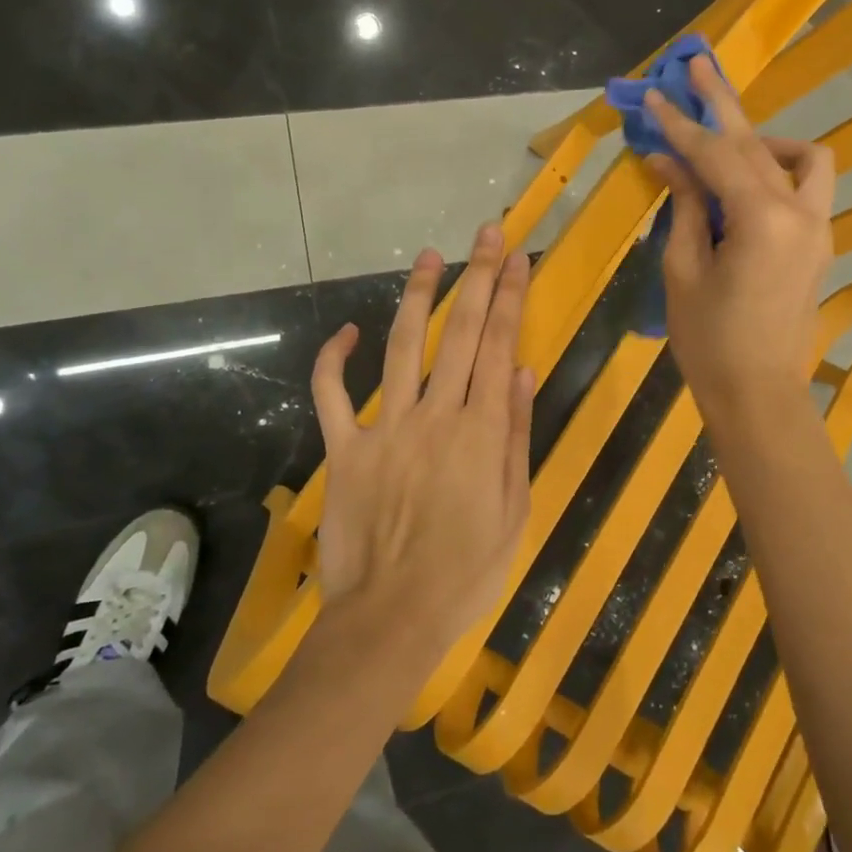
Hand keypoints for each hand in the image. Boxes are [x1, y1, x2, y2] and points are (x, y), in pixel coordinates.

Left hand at [310, 224, 535, 663]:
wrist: (393, 616)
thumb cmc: (467, 570)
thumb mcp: (514, 509)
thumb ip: (515, 436)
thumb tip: (519, 372)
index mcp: (481, 431)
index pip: (499, 347)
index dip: (510, 298)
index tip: (518, 258)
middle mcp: (436, 416)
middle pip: (459, 334)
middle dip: (477, 278)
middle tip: (486, 234)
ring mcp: (385, 428)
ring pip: (402, 347)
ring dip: (416, 298)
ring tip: (427, 257)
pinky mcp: (346, 449)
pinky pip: (332, 395)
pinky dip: (334, 360)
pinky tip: (346, 331)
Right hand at [645, 56, 835, 422]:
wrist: (759, 394)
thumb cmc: (710, 341)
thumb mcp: (683, 271)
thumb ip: (684, 207)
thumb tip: (668, 161)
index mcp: (763, 219)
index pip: (715, 155)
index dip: (680, 124)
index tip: (652, 96)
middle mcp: (801, 212)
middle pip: (758, 142)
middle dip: (722, 103)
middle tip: (694, 66)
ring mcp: (818, 227)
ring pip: (802, 158)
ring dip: (762, 140)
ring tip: (724, 144)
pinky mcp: (819, 243)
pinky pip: (806, 188)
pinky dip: (777, 172)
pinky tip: (743, 185)